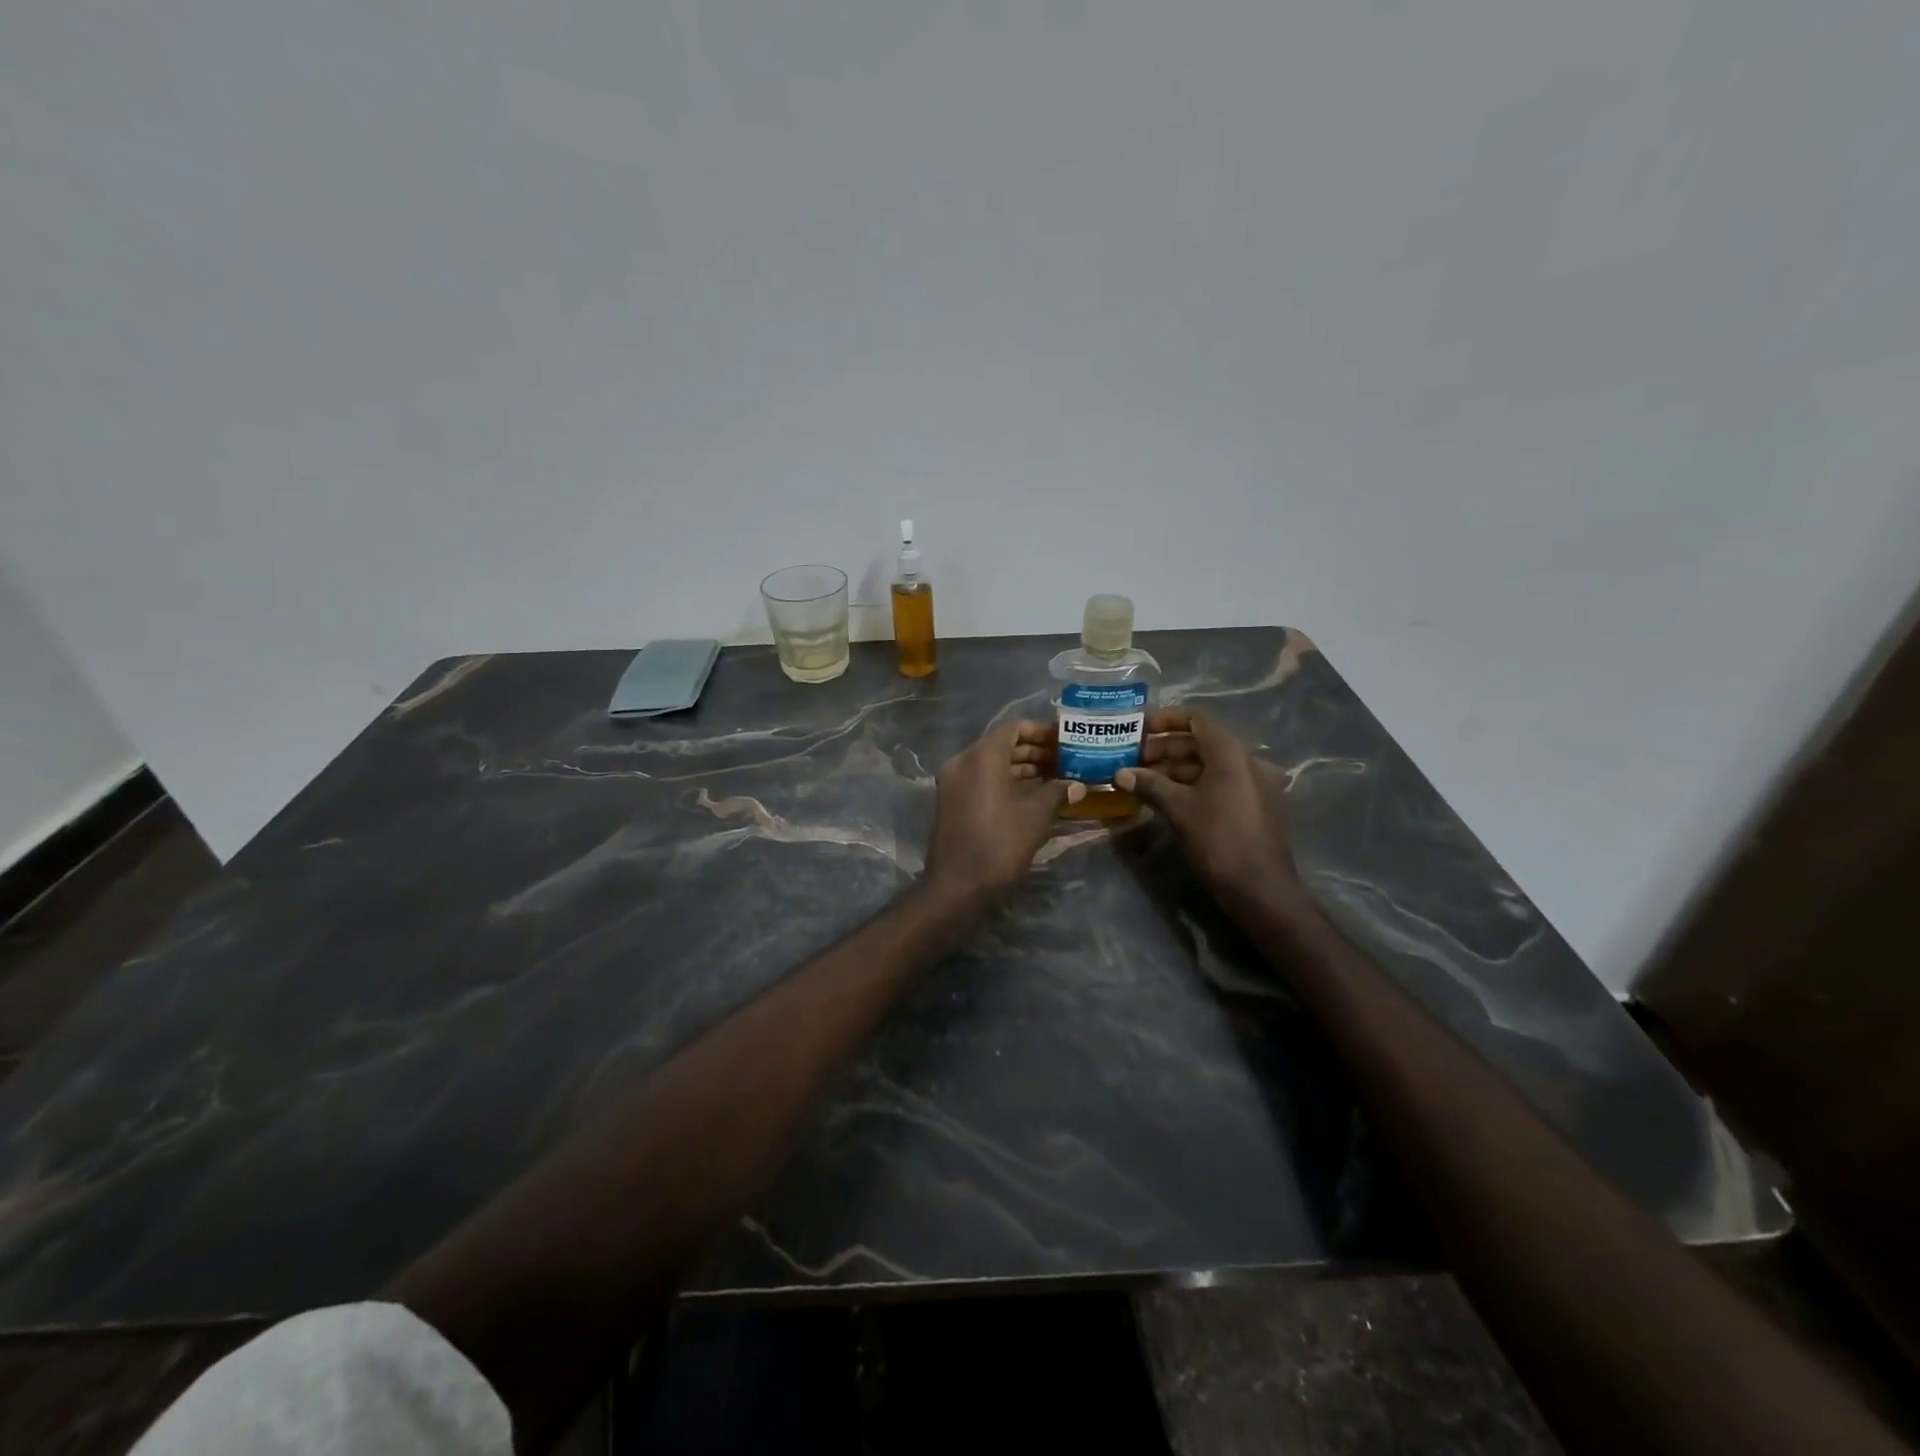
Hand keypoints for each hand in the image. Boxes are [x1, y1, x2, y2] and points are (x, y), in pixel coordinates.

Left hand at [925, 722, 1084, 896]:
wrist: (958, 885)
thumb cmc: (1000, 843)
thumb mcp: (1036, 815)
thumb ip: (1057, 792)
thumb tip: (1078, 785)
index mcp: (982, 756)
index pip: (1015, 728)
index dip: (1042, 731)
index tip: (1065, 741)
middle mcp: (963, 761)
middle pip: (1002, 744)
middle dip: (1034, 751)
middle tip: (1065, 760)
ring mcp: (952, 781)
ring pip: (991, 763)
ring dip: (1021, 767)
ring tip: (1054, 777)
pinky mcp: (950, 800)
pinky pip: (980, 779)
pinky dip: (1004, 781)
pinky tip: (1031, 794)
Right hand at [1116, 709, 1298, 905]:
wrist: (1261, 889)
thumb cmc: (1218, 840)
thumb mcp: (1178, 809)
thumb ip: (1149, 784)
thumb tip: (1120, 773)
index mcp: (1231, 752)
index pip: (1196, 718)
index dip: (1164, 719)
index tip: (1136, 730)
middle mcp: (1247, 760)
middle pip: (1201, 741)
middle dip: (1164, 747)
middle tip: (1133, 760)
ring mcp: (1254, 783)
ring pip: (1209, 763)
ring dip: (1175, 767)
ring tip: (1143, 780)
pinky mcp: (1254, 804)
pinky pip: (1219, 781)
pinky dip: (1193, 783)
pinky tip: (1167, 797)